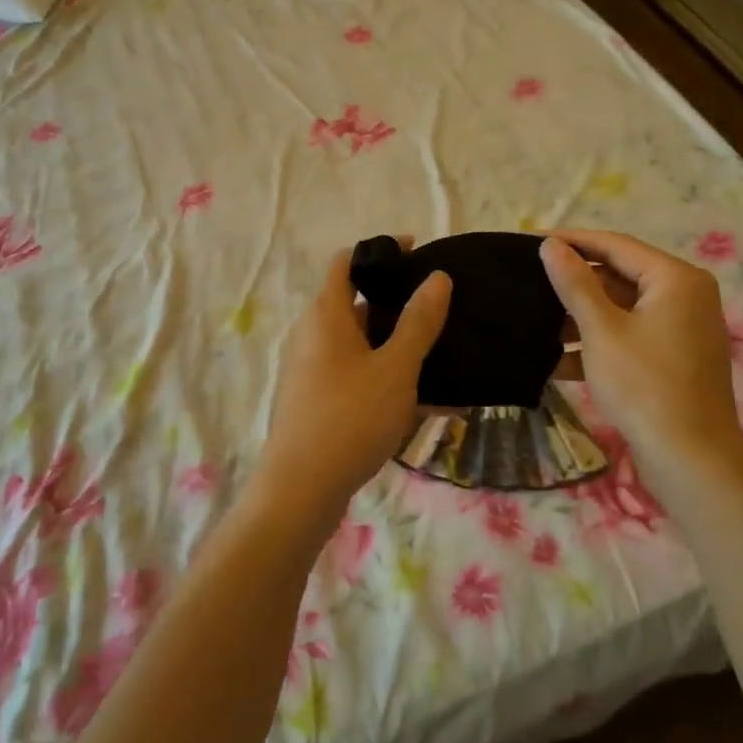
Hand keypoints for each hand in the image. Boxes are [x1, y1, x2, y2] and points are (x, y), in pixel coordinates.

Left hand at [255, 247, 451, 522]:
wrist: (300, 490)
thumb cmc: (350, 417)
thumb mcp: (395, 368)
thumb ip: (418, 322)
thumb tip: (437, 278)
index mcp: (326, 315)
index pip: (347, 262)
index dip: (380, 251)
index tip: (417, 253)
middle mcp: (313, 335)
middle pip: (355, 303)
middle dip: (397, 303)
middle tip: (439, 308)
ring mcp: (312, 370)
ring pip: (360, 345)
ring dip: (397, 346)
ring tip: (441, 355)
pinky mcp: (316, 401)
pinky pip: (357, 376)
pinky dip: (386, 378)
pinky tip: (426, 401)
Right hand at [540, 230, 742, 487]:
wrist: (691, 459)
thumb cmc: (644, 385)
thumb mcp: (601, 330)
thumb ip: (575, 284)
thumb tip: (552, 245)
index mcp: (675, 279)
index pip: (616, 245)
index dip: (573, 241)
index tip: (532, 241)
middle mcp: (685, 295)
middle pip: (620, 276)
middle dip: (575, 284)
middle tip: (529, 282)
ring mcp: (682, 329)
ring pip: (622, 309)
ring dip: (582, 317)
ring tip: (536, 323)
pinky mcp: (673, 358)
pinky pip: (631, 336)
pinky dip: (599, 343)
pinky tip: (557, 361)